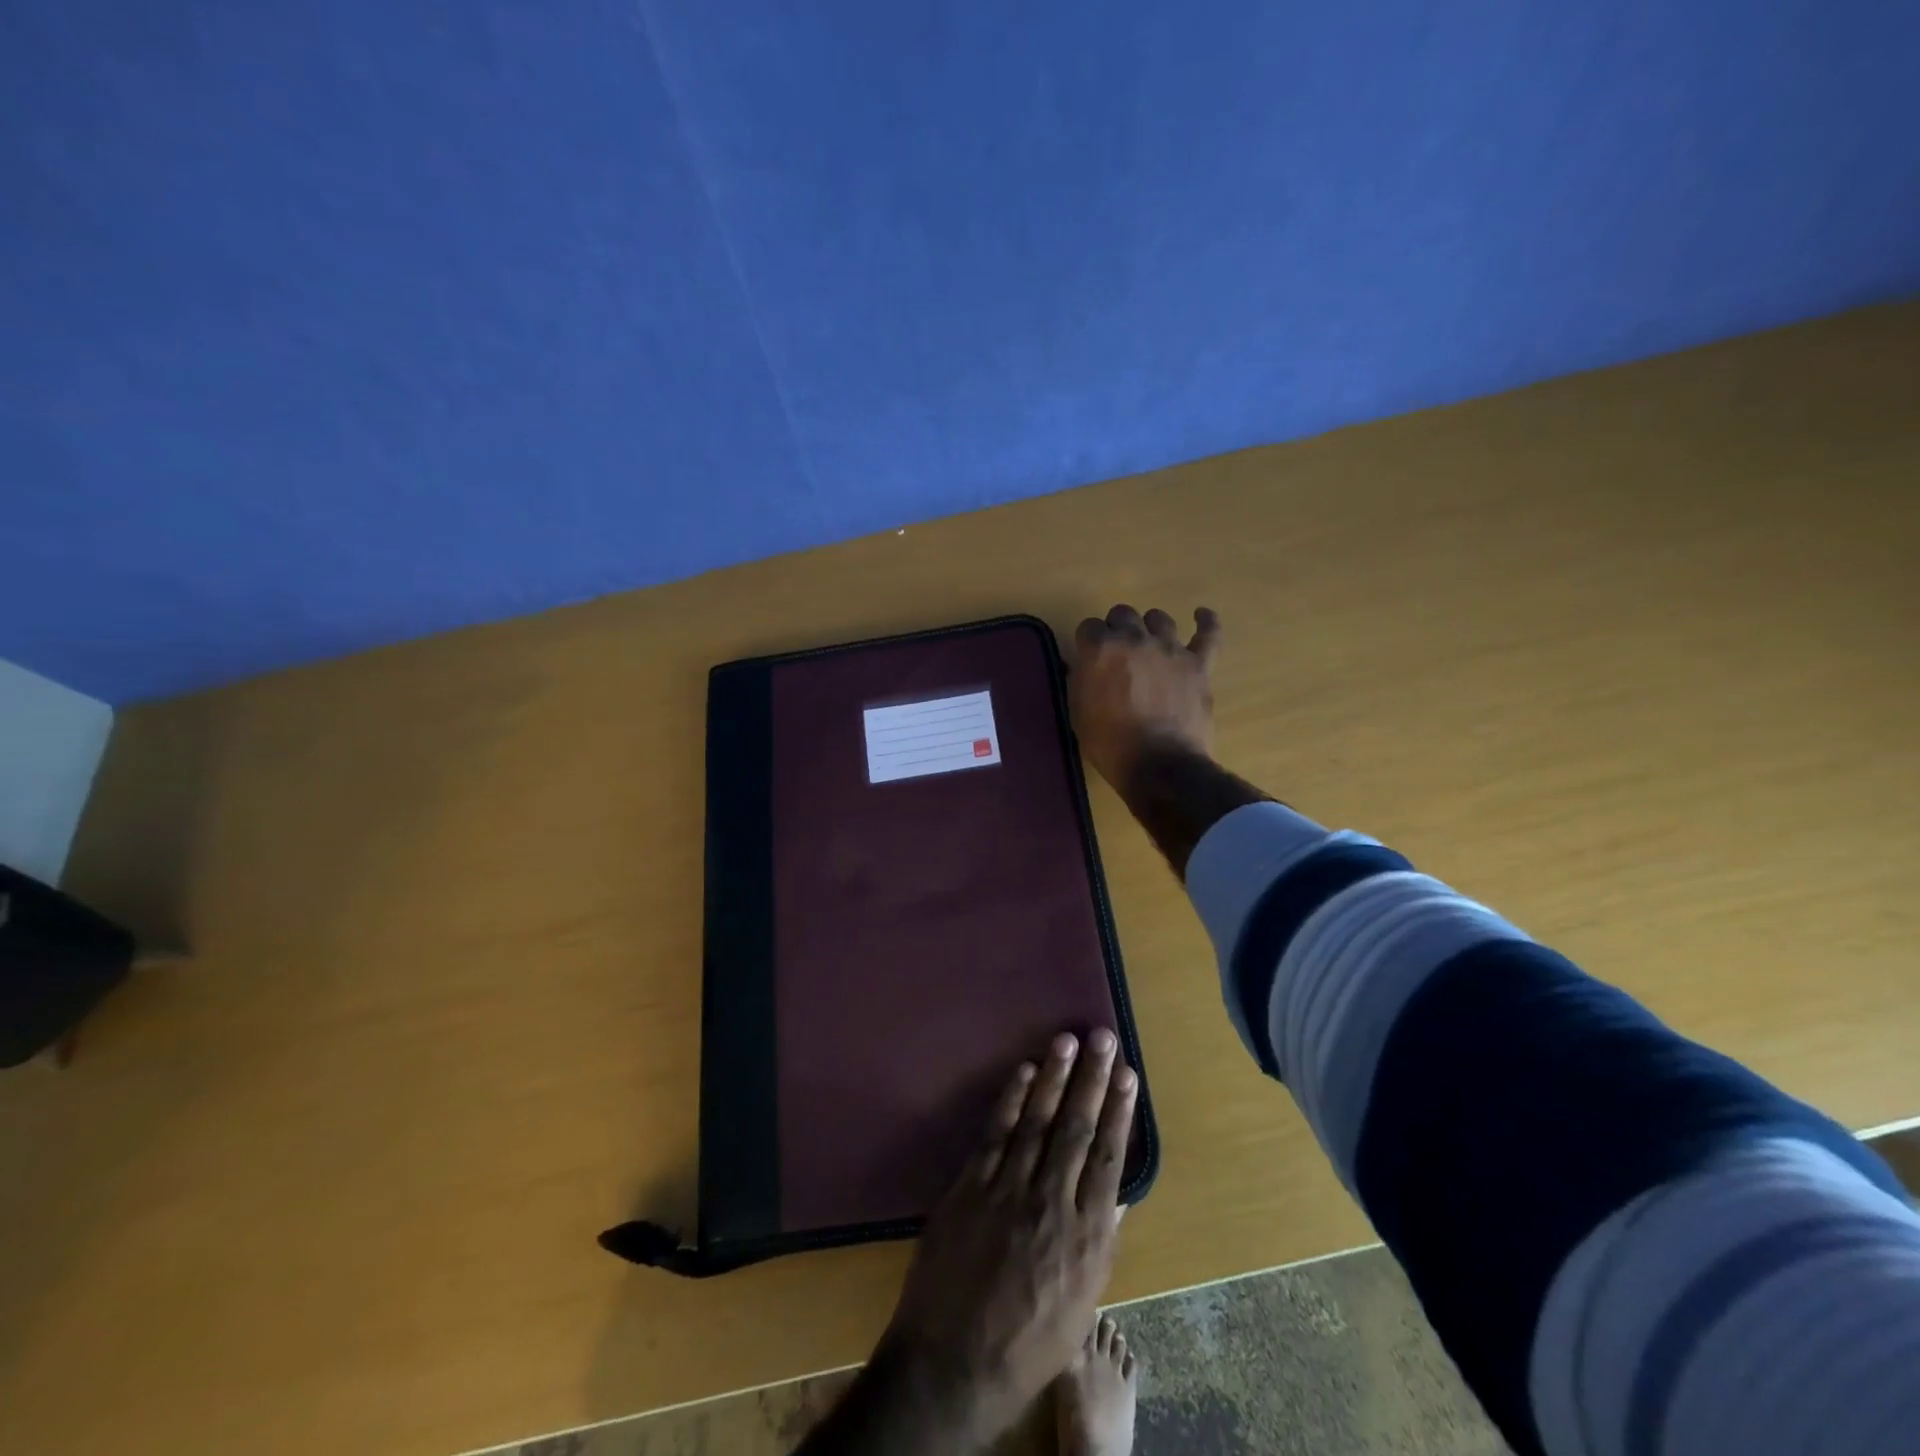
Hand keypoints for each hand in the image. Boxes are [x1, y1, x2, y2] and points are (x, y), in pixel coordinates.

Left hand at [875, 1029, 1137, 1447]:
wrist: (954, 1360)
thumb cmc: (1028, 1342)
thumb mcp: (1081, 1303)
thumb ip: (1099, 1240)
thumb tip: (1116, 1191)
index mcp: (1086, 1235)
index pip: (1109, 1157)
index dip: (1119, 1111)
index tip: (1128, 1075)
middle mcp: (1052, 1202)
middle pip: (1077, 1128)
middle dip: (1092, 1079)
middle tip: (1103, 1038)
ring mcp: (1009, 1189)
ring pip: (1038, 1120)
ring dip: (1055, 1077)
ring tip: (1068, 1040)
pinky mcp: (971, 1185)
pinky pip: (996, 1132)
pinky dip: (1010, 1099)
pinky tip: (1024, 1072)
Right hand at [1069, 604, 1220, 792]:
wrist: (1159, 765)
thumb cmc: (1110, 744)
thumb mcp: (1079, 712)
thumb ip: (1082, 680)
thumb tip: (1086, 667)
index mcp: (1100, 650)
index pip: (1089, 627)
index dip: (1088, 642)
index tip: (1089, 657)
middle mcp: (1134, 639)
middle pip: (1123, 614)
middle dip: (1116, 628)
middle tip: (1117, 652)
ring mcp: (1170, 649)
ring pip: (1159, 619)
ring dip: (1150, 627)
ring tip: (1149, 642)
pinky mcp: (1198, 664)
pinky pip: (1208, 634)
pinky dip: (1206, 622)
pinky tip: (1201, 616)